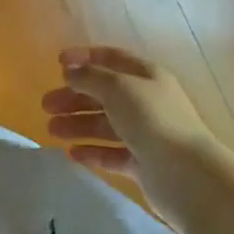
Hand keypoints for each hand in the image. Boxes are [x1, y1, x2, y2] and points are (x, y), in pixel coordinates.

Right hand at [42, 45, 215, 193]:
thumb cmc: (152, 120)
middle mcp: (146, 102)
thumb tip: (69, 72)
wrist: (188, 176)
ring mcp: (146, 134)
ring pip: (105, 124)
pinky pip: (112, 153)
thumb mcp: (118, 88)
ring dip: (77, 124)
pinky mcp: (143, 163)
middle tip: (46, 105)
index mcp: (146, 76)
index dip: (84, 57)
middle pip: (103, 94)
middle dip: (74, 97)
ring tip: (51, 131)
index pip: (112, 58)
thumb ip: (89, 77)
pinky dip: (92, 152)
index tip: (57, 63)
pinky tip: (72, 154)